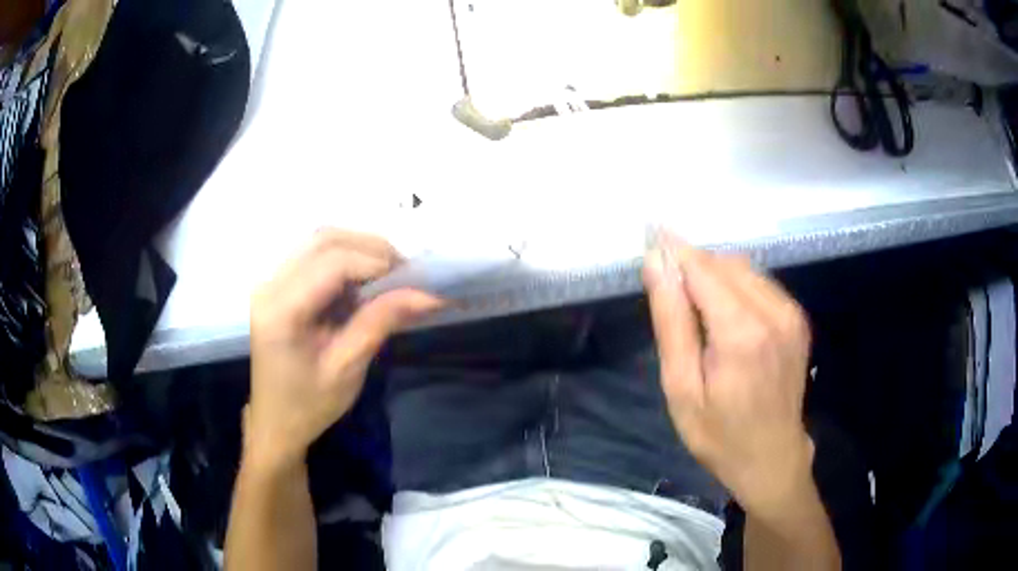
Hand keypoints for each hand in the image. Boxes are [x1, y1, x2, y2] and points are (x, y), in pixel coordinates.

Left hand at [247, 229, 442, 469]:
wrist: (275, 422)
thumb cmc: (309, 404)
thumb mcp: (348, 368)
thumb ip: (381, 322)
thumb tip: (428, 293)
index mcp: (281, 310)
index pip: (333, 261)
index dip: (376, 262)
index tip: (414, 280)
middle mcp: (269, 284)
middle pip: (325, 239)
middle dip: (371, 248)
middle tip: (405, 275)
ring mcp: (270, 281)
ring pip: (320, 241)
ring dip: (359, 251)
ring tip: (388, 278)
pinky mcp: (277, 285)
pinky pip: (315, 255)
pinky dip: (346, 260)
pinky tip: (362, 284)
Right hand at [643, 236, 812, 519]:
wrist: (772, 458)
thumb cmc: (719, 434)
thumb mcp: (682, 388)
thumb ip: (671, 321)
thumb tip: (656, 263)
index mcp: (742, 332)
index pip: (703, 267)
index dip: (675, 251)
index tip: (650, 239)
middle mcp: (774, 311)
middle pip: (724, 262)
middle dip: (693, 266)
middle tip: (669, 294)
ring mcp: (791, 313)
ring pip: (744, 268)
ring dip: (714, 275)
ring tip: (696, 311)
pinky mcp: (797, 318)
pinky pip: (760, 283)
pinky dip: (736, 287)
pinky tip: (725, 318)